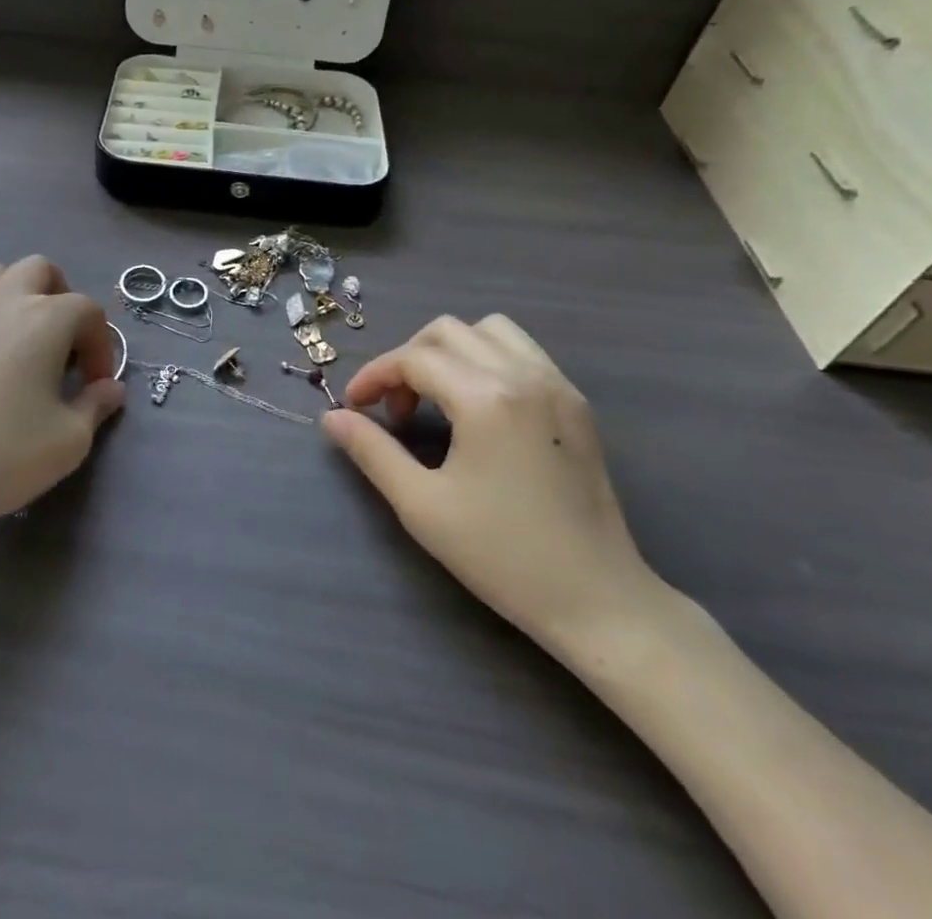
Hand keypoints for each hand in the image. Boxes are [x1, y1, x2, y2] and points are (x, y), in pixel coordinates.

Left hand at [0, 257, 124, 553]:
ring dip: (15, 294)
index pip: (88, 312)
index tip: (94, 385)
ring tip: (17, 338)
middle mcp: (2, 298)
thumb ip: (96, 407)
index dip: (101, 346)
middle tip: (61, 345)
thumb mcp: (67, 443)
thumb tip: (110, 388)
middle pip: (41, 270)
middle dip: (60, 298)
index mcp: (45, 318)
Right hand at [323, 315, 657, 651]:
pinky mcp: (576, 403)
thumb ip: (372, 451)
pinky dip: (487, 359)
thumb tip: (332, 417)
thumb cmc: (503, 556)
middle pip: (447, 331)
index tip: (353, 406)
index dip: (374, 376)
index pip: (414, 359)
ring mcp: (556, 385)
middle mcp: (524, 375)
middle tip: (394, 408)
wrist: (599, 600)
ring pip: (489, 330)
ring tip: (436, 397)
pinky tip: (478, 406)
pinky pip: (522, 352)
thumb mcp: (422, 505)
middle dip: (408, 359)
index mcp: (486, 397)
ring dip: (450, 351)